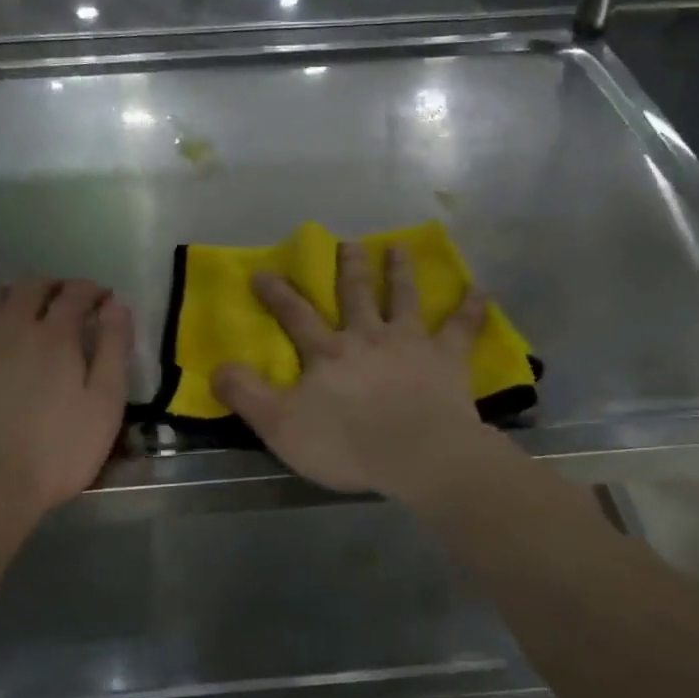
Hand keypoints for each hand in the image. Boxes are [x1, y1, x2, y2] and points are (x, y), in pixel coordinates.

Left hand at [0, 278, 130, 516]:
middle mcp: (12, 327)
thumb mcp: (104, 404)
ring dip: (18, 298)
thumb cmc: (57, 450)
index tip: (104, 299)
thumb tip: (116, 306)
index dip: (93, 290)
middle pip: (32, 286)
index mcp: (55, 335)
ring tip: (30, 316)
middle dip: (55, 286)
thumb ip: (113, 350)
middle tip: (69, 302)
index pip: (75, 293)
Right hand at [211, 241, 496, 499]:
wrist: (417, 455)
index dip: (276, 294)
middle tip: (349, 242)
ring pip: (404, 299)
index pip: (295, 316)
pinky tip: (481, 288)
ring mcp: (410, 344)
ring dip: (400, 272)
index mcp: (328, 353)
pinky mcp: (447, 360)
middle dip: (349, 268)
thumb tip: (217, 367)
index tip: (263, 271)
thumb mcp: (280, 425)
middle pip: (356, 295)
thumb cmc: (346, 444)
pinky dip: (472, 307)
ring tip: (399, 248)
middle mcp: (367, 337)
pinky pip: (462, 328)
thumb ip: (247, 395)